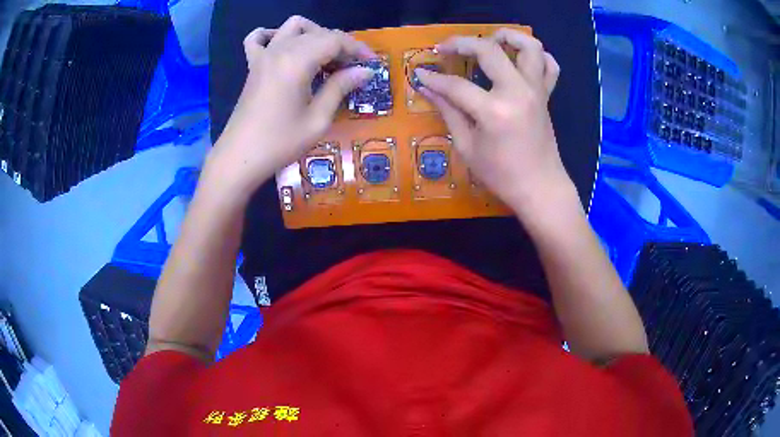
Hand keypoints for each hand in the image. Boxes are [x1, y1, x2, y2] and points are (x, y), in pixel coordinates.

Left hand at [204, 16, 375, 197]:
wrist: (240, 158)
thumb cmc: (280, 142)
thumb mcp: (318, 119)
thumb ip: (341, 88)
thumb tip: (365, 71)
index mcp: (298, 61)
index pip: (335, 40)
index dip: (358, 49)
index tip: (372, 64)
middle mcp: (280, 50)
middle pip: (318, 32)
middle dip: (341, 45)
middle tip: (352, 69)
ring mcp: (263, 55)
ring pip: (294, 26)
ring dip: (314, 34)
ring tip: (323, 57)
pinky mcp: (253, 65)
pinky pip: (259, 38)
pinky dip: (274, 34)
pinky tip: (283, 46)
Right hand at [415, 29, 574, 217]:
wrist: (540, 188)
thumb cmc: (501, 175)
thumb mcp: (467, 147)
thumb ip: (448, 112)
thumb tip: (428, 88)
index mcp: (494, 111)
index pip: (456, 85)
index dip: (434, 78)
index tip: (420, 74)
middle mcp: (518, 92)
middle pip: (489, 50)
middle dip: (462, 43)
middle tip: (446, 48)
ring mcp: (536, 91)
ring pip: (530, 47)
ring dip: (509, 36)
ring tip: (490, 39)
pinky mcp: (546, 96)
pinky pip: (550, 67)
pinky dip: (538, 56)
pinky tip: (521, 58)